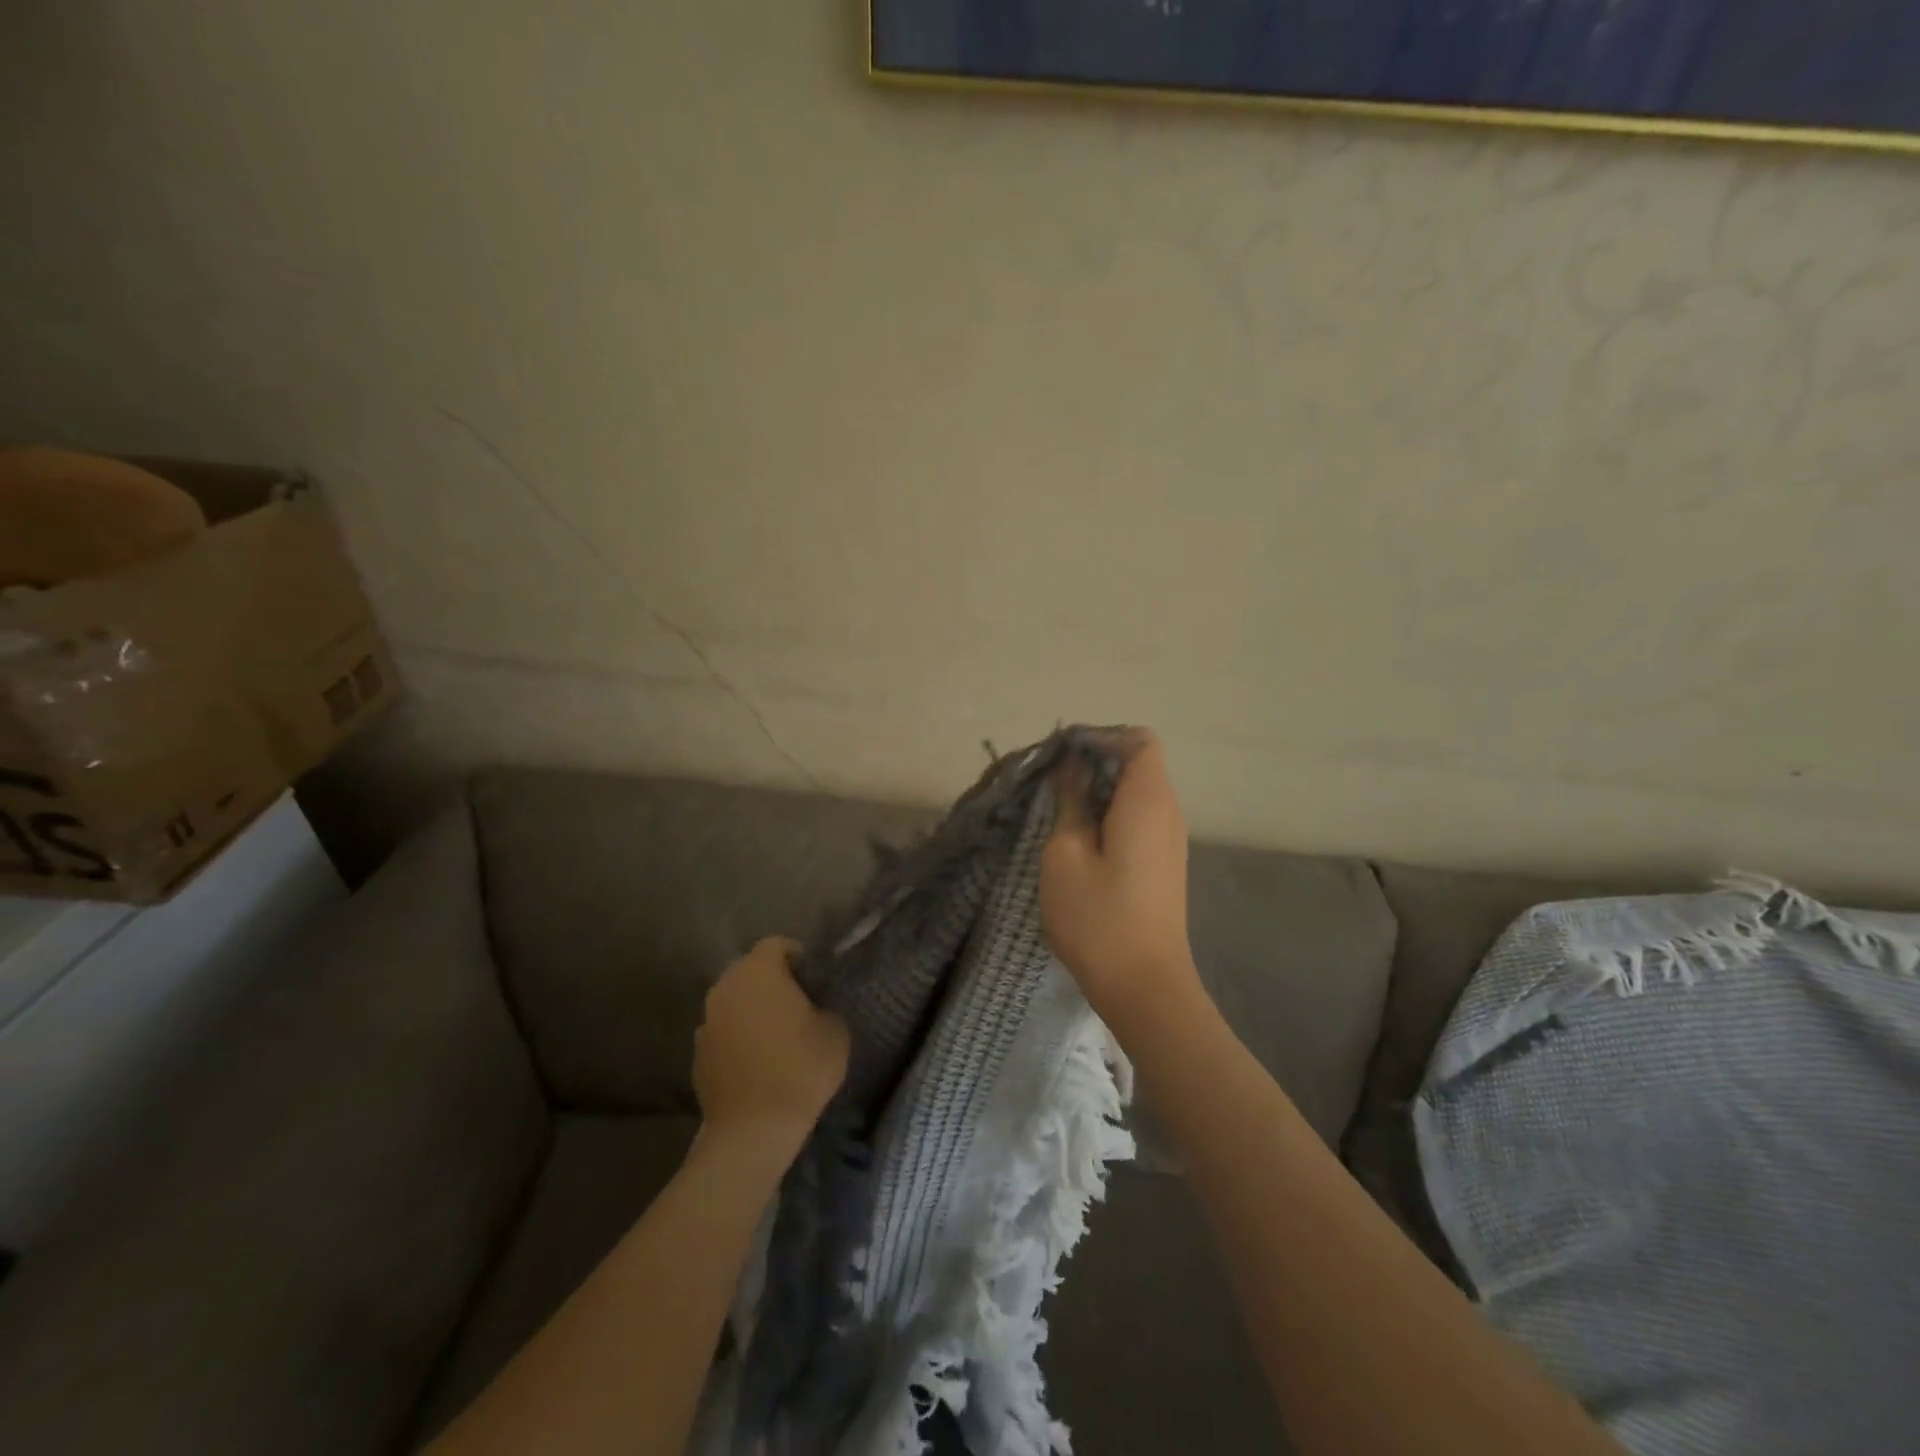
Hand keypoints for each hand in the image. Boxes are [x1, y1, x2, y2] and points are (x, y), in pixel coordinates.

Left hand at [694, 937, 848, 1150]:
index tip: (814, 978)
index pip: (776, 944)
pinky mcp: (697, 1053)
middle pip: (750, 969)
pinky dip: (737, 1037)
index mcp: (758, 971)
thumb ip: (823, 1006)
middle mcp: (726, 987)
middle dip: (771, 980)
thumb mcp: (835, 1031)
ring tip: (775, 1034)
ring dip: (752, 1008)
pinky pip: (722, 1031)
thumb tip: (814, 1007)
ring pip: (733, 1000)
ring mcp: (706, 1020)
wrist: (753, 1130)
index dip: (797, 955)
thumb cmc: (800, 1069)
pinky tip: (756, 1060)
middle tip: (797, 1003)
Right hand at [1040, 729, 1203, 1033]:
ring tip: (1061, 812)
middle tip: (1052, 785)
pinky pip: (1140, 819)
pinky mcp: (1164, 864)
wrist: (1145, 988)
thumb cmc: (1098, 918)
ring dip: (1100, 792)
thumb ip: (1070, 800)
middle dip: (1095, 763)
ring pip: (1138, 792)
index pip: (1138, 739)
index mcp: (1149, 800)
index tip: (1062, 757)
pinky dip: (1111, 815)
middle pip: (1139, 762)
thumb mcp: (1066, 853)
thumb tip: (1071, 765)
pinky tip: (1081, 841)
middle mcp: (1169, 812)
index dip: (1100, 737)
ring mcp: (1171, 840)